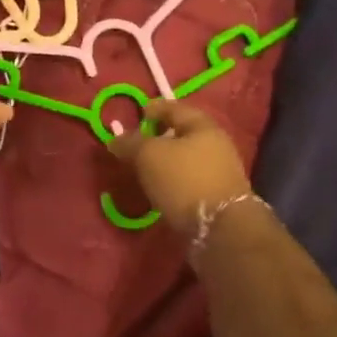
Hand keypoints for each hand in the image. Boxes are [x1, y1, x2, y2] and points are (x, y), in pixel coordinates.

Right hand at [110, 100, 252, 236]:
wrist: (220, 228)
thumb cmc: (183, 179)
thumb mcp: (149, 155)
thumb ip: (130, 143)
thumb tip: (115, 139)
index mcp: (203, 126)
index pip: (175, 108)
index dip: (155, 108)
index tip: (138, 113)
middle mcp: (215, 144)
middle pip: (182, 133)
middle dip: (159, 135)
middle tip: (136, 142)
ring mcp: (219, 171)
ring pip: (185, 157)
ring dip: (165, 159)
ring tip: (143, 167)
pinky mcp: (217, 195)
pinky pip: (189, 178)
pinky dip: (172, 178)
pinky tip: (159, 187)